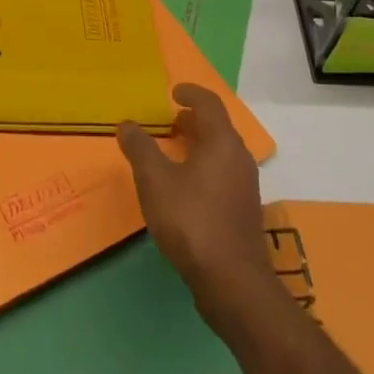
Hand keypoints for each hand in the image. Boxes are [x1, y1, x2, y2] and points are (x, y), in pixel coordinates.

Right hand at [117, 83, 282, 337]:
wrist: (232, 281)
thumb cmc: (191, 221)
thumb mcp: (155, 181)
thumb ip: (140, 149)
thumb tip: (127, 124)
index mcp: (222, 142)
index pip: (210, 103)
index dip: (190, 93)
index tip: (173, 92)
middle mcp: (239, 158)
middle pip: (217, 127)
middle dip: (193, 120)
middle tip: (168, 122)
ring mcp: (245, 185)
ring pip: (221, 152)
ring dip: (198, 144)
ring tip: (172, 153)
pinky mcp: (243, 210)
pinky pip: (223, 173)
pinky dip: (204, 166)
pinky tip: (184, 187)